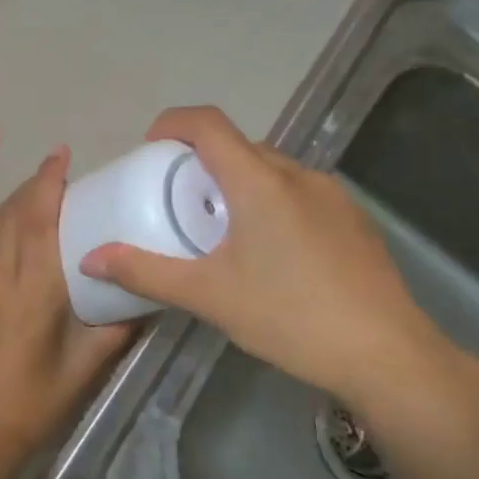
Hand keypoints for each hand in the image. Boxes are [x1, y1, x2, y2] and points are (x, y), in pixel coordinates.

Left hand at [0, 147, 135, 465]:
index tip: (61, 156)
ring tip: (37, 191)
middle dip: (32, 186)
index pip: (38, 222)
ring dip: (13, 203)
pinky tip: (14, 231)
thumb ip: (116, 328)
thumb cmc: (36, 401)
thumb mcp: (86, 367)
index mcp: (32, 291)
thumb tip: (146, 298)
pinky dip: (0, 225)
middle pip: (11, 216)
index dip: (47, 184)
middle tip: (57, 169)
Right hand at [78, 107, 478, 424]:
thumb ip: (145, 271)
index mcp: (260, 182)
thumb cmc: (289, 316)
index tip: (149, 148)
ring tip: (220, 229)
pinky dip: (270, 203)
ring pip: (271, 170)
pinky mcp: (354, 221)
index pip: (209, 124)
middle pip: (239, 146)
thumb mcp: (207, 295)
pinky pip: (299, 193)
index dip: (172, 123)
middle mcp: (298, 175)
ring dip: (237, 183)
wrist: (387, 356)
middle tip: (176, 200)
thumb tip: (91, 257)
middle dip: (201, 161)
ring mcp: (333, 196)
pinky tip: (269, 253)